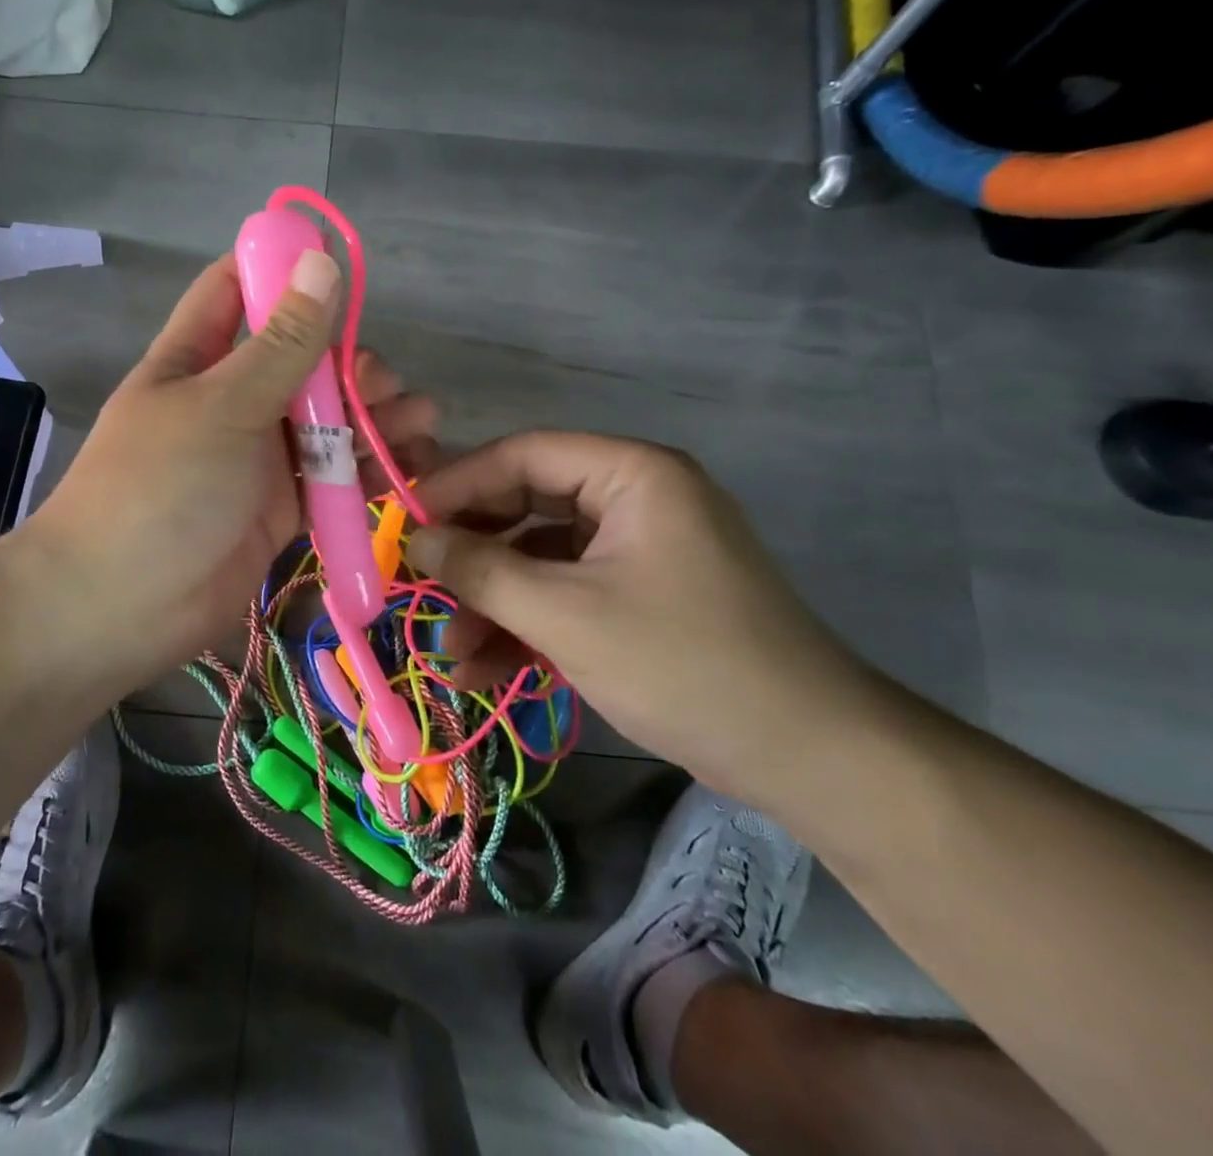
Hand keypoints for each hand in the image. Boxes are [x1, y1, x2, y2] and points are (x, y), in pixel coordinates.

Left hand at [19, 252, 438, 687]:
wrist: (119, 608)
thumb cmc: (160, 488)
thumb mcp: (223, 406)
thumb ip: (282, 343)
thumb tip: (320, 261)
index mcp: (196, 359)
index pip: (235, 291)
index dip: (280, 268)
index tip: (337, 261)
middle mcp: (229, 401)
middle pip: (299, 363)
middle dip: (349, 364)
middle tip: (386, 385)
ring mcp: (256, 459)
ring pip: (324, 423)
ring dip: (371, 418)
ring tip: (419, 422)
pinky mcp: (279, 509)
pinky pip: (330, 479)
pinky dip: (366, 472)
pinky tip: (407, 466)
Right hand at [408, 431, 879, 804]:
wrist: (809, 758)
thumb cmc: (684, 664)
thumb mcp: (566, 616)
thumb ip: (482, 569)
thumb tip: (415, 537)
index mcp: (631, 474)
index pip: (522, 455)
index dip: (456, 485)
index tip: (403, 523)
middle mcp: (634, 498)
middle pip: (527, 506)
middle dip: (473, 556)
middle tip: (420, 586)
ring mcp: (637, 550)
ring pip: (541, 558)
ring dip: (493, 603)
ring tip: (451, 652)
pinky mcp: (639, 596)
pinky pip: (567, 594)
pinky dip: (528, 626)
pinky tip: (485, 669)